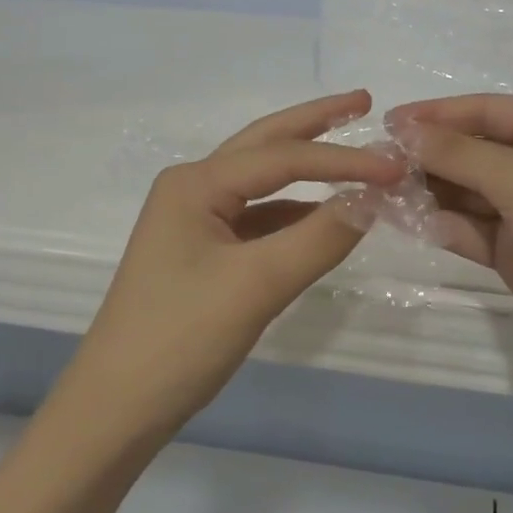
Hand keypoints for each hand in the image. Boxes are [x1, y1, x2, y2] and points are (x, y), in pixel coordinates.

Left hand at [56, 90, 403, 448]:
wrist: (115, 411)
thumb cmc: (179, 339)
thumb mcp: (257, 285)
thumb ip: (320, 238)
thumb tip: (375, 199)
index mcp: (196, 183)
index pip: (284, 157)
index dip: (344, 160)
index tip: (397, 166)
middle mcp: (193, 188)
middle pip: (265, 144)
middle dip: (316, 123)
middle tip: (364, 101)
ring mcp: (195, 219)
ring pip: (262, 181)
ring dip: (308, 168)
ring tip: (354, 153)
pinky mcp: (203, 251)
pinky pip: (258, 217)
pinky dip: (295, 211)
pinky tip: (325, 214)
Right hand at [385, 95, 512, 406]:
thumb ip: (456, 153)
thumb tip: (402, 130)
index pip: (484, 110)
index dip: (435, 114)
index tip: (386, 123)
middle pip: (473, 150)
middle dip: (428, 155)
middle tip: (376, 162)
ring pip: (468, 191)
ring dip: (429, 190)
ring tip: (381, 190)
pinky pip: (472, 228)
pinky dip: (443, 223)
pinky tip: (406, 220)